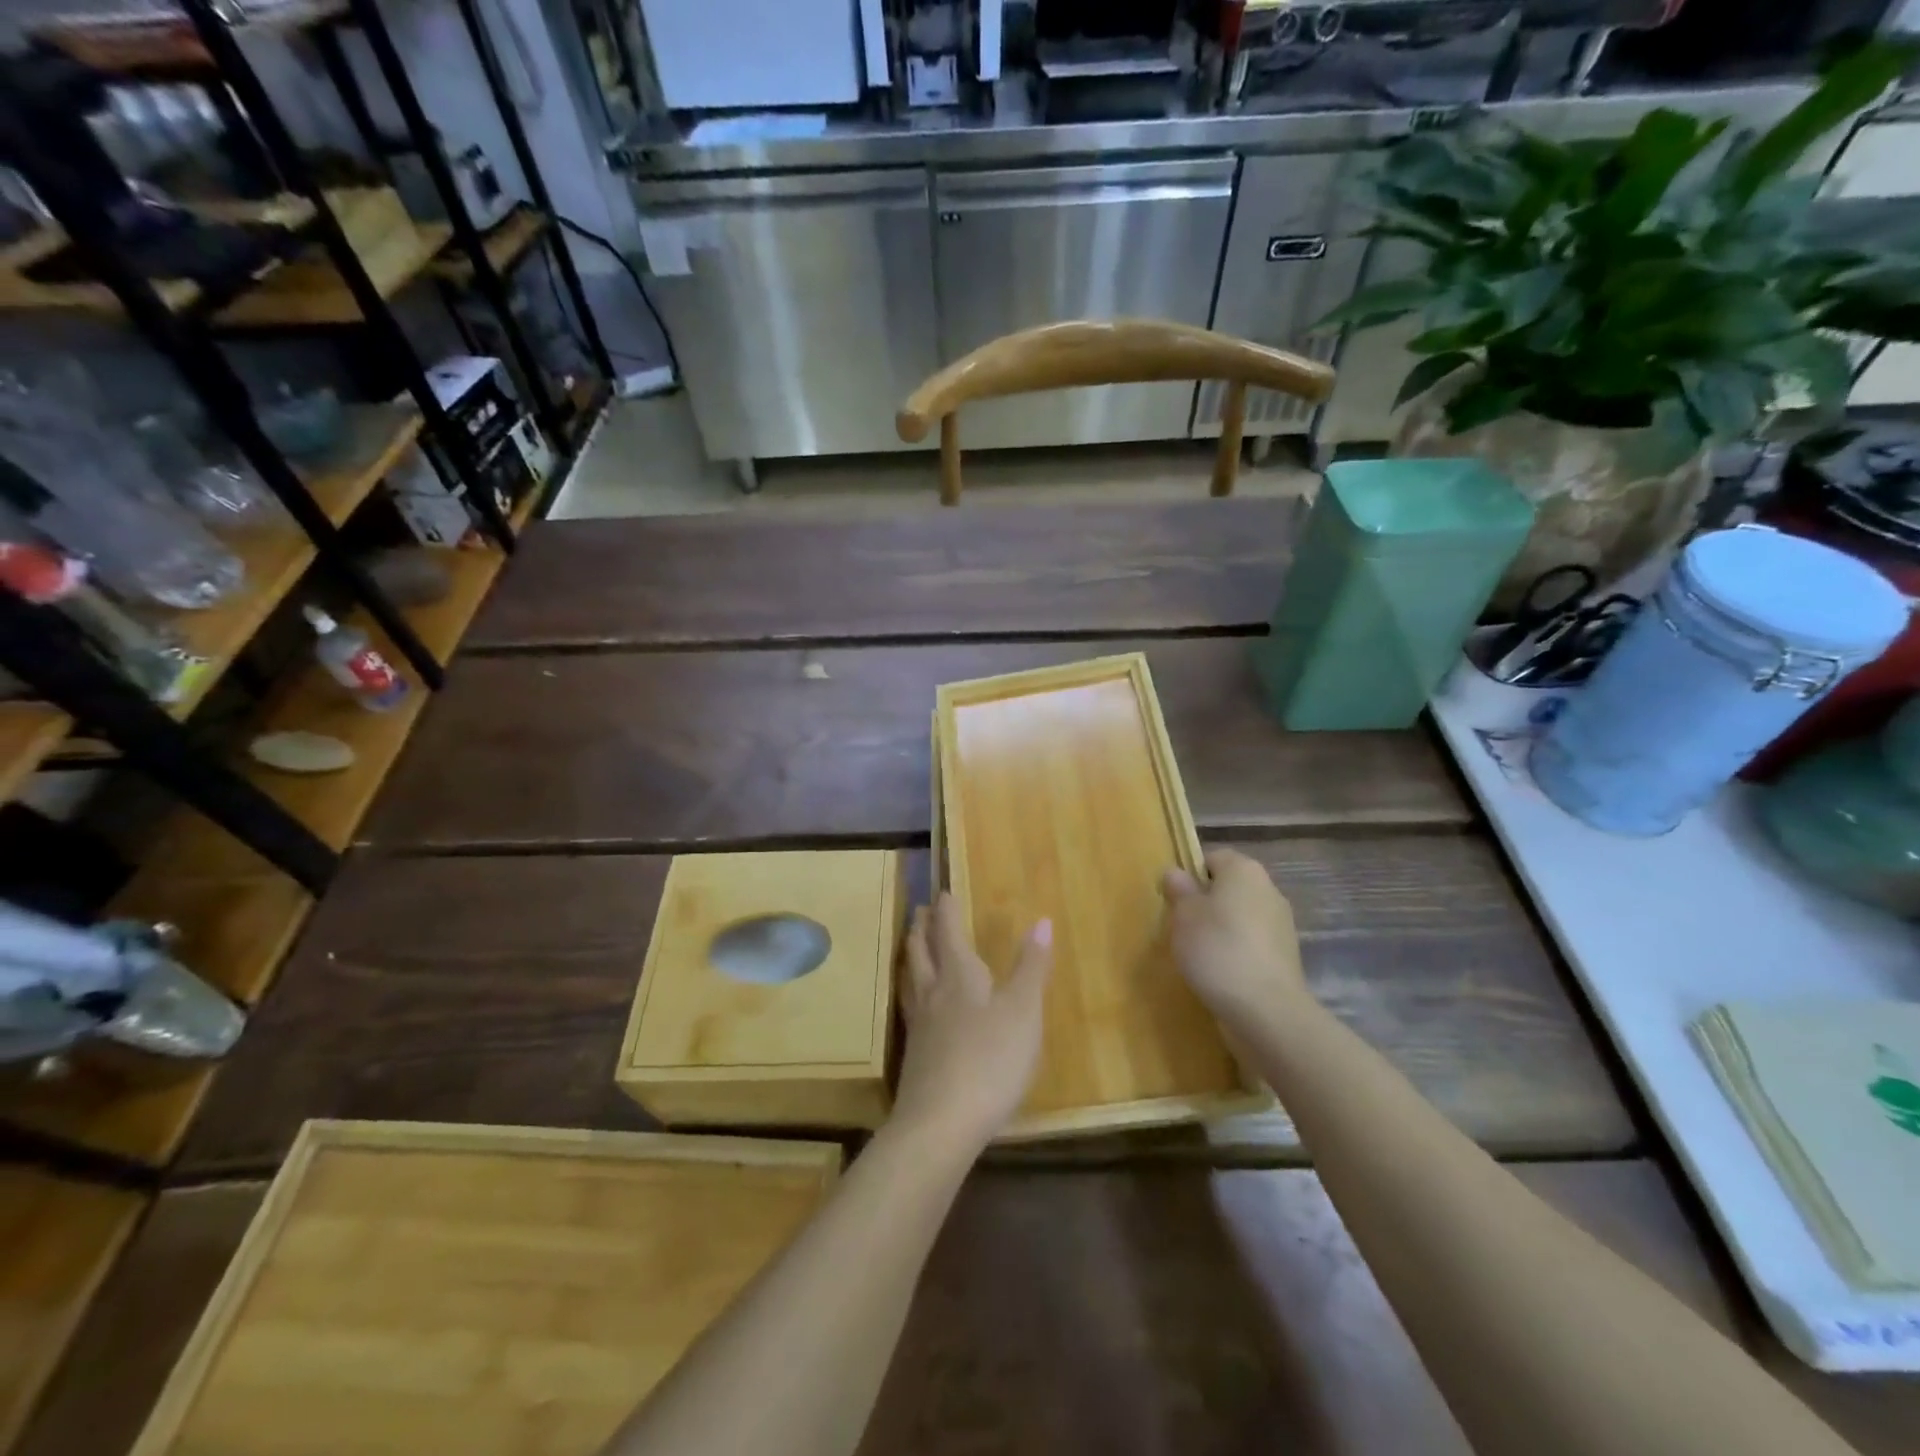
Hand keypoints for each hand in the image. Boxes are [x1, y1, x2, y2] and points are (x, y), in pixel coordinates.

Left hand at [892, 894, 1051, 1155]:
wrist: (941, 1124)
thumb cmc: (991, 1061)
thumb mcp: (1023, 1012)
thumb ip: (1031, 967)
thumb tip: (1041, 920)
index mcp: (959, 976)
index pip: (948, 933)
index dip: (946, 911)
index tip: (943, 892)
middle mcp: (933, 993)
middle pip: (921, 951)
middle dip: (922, 928)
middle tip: (921, 911)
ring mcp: (919, 1025)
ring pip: (910, 978)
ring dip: (911, 956)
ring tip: (912, 947)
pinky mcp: (914, 1055)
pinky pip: (909, 1007)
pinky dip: (911, 991)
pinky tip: (916, 1005)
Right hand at [1161, 848, 1306, 1030]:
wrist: (1266, 1010)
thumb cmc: (1218, 949)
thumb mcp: (1184, 915)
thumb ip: (1179, 890)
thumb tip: (1176, 873)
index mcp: (1244, 871)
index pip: (1213, 858)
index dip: (1191, 875)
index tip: (1174, 900)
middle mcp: (1268, 890)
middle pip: (1229, 887)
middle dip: (1205, 903)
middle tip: (1181, 926)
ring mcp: (1281, 924)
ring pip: (1240, 916)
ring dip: (1221, 929)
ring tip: (1198, 954)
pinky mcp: (1285, 956)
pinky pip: (1251, 943)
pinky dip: (1236, 951)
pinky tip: (1220, 972)